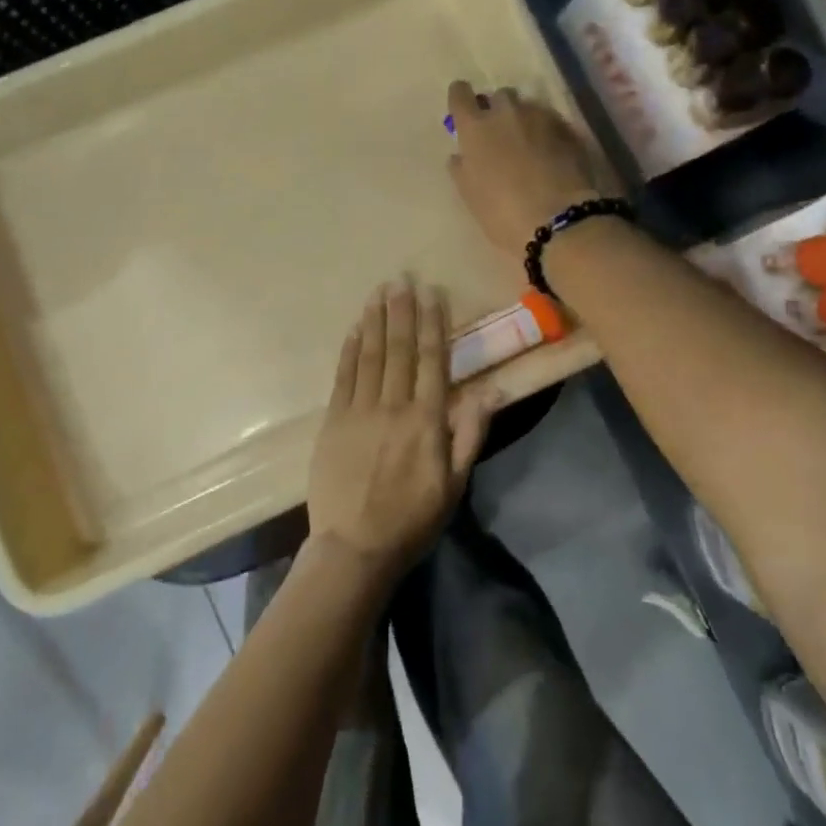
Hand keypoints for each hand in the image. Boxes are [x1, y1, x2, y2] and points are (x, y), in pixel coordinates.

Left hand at [307, 278, 494, 581]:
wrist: (355, 546)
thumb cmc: (413, 518)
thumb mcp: (455, 483)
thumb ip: (471, 433)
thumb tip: (492, 390)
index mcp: (426, 420)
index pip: (432, 360)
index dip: (432, 324)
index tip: (432, 294)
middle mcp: (393, 406)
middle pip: (399, 349)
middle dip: (402, 311)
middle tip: (402, 279)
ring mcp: (359, 411)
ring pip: (370, 355)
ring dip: (375, 321)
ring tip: (379, 291)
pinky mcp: (333, 421)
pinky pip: (343, 376)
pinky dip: (350, 349)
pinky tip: (355, 328)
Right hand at [446, 80, 605, 259]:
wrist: (557, 220)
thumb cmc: (502, 212)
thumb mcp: (470, 194)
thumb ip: (462, 168)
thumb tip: (461, 155)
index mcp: (475, 128)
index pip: (460, 93)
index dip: (461, 99)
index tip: (463, 112)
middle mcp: (505, 112)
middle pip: (498, 96)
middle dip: (497, 110)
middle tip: (500, 135)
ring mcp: (540, 117)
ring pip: (527, 106)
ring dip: (524, 119)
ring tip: (529, 145)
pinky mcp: (567, 128)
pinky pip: (551, 120)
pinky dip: (547, 131)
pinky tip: (551, 154)